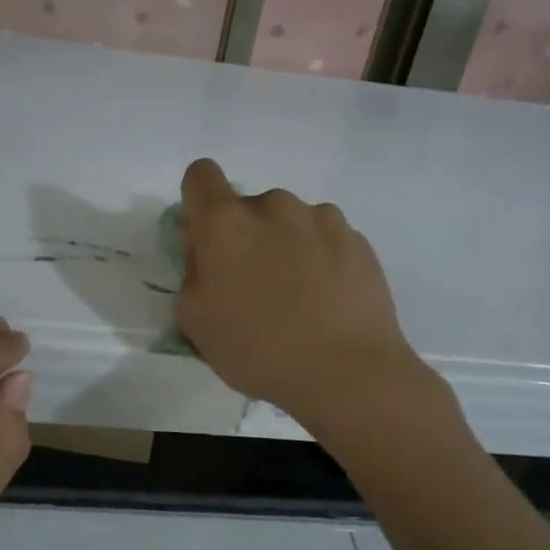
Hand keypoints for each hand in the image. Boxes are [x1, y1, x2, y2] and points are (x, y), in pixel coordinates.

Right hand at [175, 158, 438, 438]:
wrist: (348, 373)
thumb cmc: (258, 349)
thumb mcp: (194, 321)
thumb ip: (192, 275)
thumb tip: (209, 258)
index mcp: (226, 221)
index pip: (201, 176)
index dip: (198, 203)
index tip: (208, 243)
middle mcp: (273, 206)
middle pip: (247, 207)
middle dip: (245, 237)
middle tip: (254, 288)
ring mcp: (321, 218)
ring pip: (289, 222)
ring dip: (285, 245)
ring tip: (299, 298)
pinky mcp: (357, 239)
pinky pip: (325, 238)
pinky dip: (321, 259)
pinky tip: (328, 301)